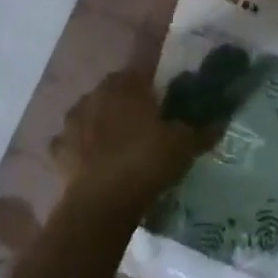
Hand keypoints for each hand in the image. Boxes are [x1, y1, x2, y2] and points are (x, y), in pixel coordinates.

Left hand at [50, 71, 214, 212]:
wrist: (101, 204)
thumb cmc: (146, 162)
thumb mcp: (184, 145)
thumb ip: (202, 131)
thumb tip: (220, 123)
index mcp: (126, 85)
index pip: (141, 73)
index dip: (153, 88)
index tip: (163, 104)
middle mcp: (95, 95)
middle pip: (114, 92)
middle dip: (126, 104)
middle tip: (145, 125)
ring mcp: (71, 122)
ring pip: (90, 114)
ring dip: (102, 124)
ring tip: (120, 145)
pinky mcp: (57, 151)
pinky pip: (72, 143)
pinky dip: (82, 150)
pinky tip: (95, 163)